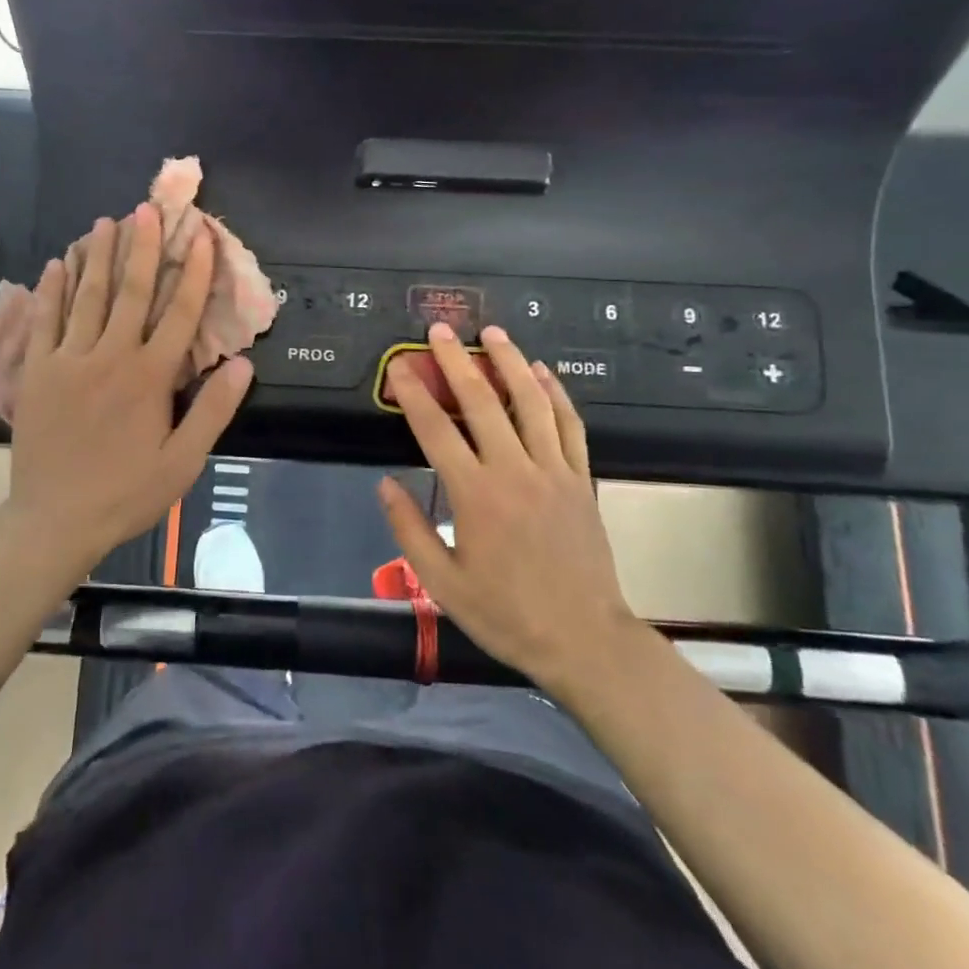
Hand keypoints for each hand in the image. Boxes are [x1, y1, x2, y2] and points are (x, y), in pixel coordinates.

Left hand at [3, 204, 252, 590]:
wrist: (55, 519)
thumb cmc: (127, 492)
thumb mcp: (183, 461)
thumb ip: (213, 410)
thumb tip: (244, 364)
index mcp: (150, 376)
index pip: (180, 313)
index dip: (195, 272)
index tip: (203, 237)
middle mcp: (110, 356)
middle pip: (130, 291)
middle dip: (142, 247)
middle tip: (148, 208)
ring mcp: (68, 360)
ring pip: (86, 297)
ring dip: (97, 256)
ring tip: (105, 222)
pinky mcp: (37, 372)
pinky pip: (44, 321)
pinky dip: (52, 290)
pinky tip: (56, 264)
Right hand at [376, 323, 632, 684]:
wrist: (584, 639)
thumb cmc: (506, 614)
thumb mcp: (443, 582)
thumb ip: (409, 530)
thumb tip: (384, 484)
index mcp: (475, 495)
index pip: (435, 430)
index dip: (413, 393)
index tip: (399, 366)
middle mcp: (514, 471)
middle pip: (482, 401)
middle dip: (457, 360)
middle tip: (441, 330)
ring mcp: (553, 470)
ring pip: (531, 401)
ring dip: (511, 361)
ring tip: (494, 332)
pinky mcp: (581, 478)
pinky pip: (569, 424)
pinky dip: (556, 393)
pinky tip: (544, 372)